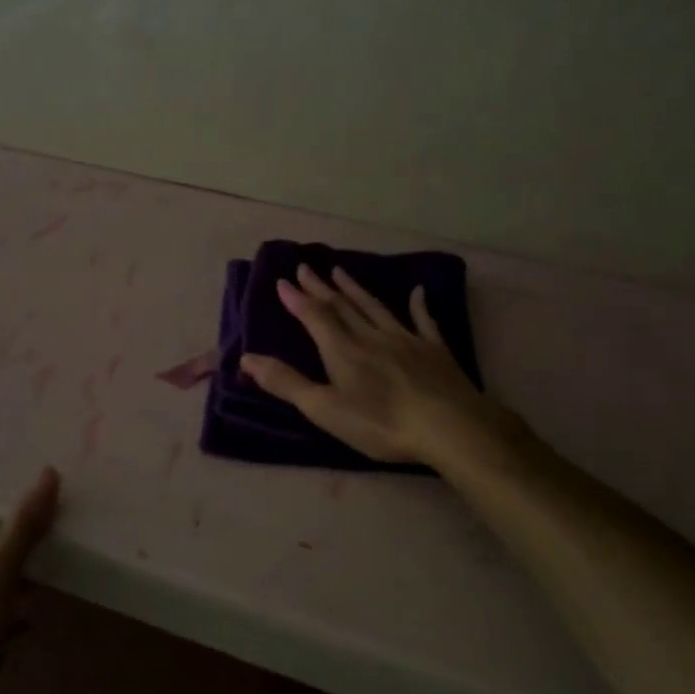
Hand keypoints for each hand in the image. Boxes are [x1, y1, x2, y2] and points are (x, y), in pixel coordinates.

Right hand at [239, 265, 511, 466]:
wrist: (448, 425)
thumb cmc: (380, 423)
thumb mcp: (324, 409)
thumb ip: (286, 383)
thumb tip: (246, 359)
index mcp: (342, 350)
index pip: (314, 317)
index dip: (297, 299)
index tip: (283, 281)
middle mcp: (371, 336)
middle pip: (342, 306)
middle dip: (321, 288)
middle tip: (307, 268)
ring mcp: (405, 339)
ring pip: (375, 307)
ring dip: (356, 289)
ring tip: (341, 271)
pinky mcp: (434, 350)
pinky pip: (424, 321)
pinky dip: (418, 304)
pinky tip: (418, 291)